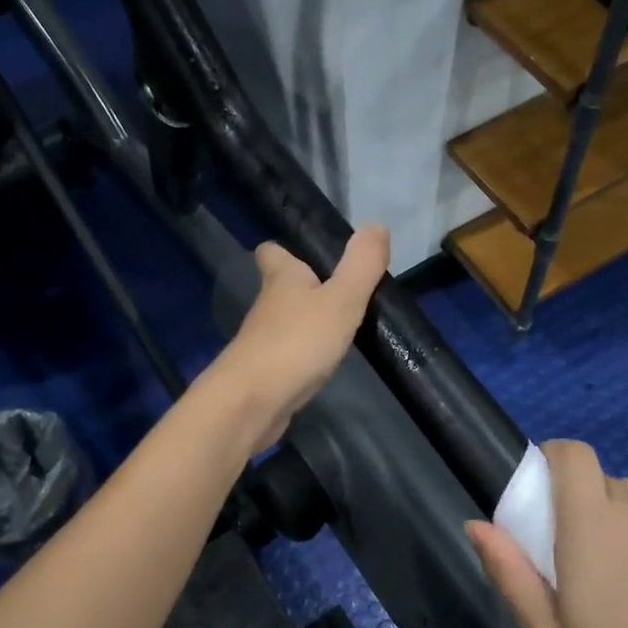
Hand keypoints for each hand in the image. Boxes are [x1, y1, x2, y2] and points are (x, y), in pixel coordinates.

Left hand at [208, 225, 389, 453]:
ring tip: (340, 329)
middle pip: (281, 288)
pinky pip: (287, 355)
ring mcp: (263, 341)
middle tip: (341, 293)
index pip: (272, 252)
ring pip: (284, 323)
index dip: (286, 251)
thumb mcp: (341, 300)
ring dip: (306, 323)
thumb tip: (376, 226)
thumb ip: (361, 265)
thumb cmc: (297, 342)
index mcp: (282, 279)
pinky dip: (303, 355)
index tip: (310, 255)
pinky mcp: (265, 373)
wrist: (252, 402)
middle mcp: (267, 306)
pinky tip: (324, 363)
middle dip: (304, 288)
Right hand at [467, 440, 627, 627]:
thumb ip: (509, 574)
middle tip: (575, 562)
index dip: (551, 458)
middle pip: (601, 481)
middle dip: (580, 505)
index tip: (539, 493)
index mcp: (593, 523)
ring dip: (618, 523)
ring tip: (621, 585)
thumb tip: (476, 525)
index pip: (572, 454)